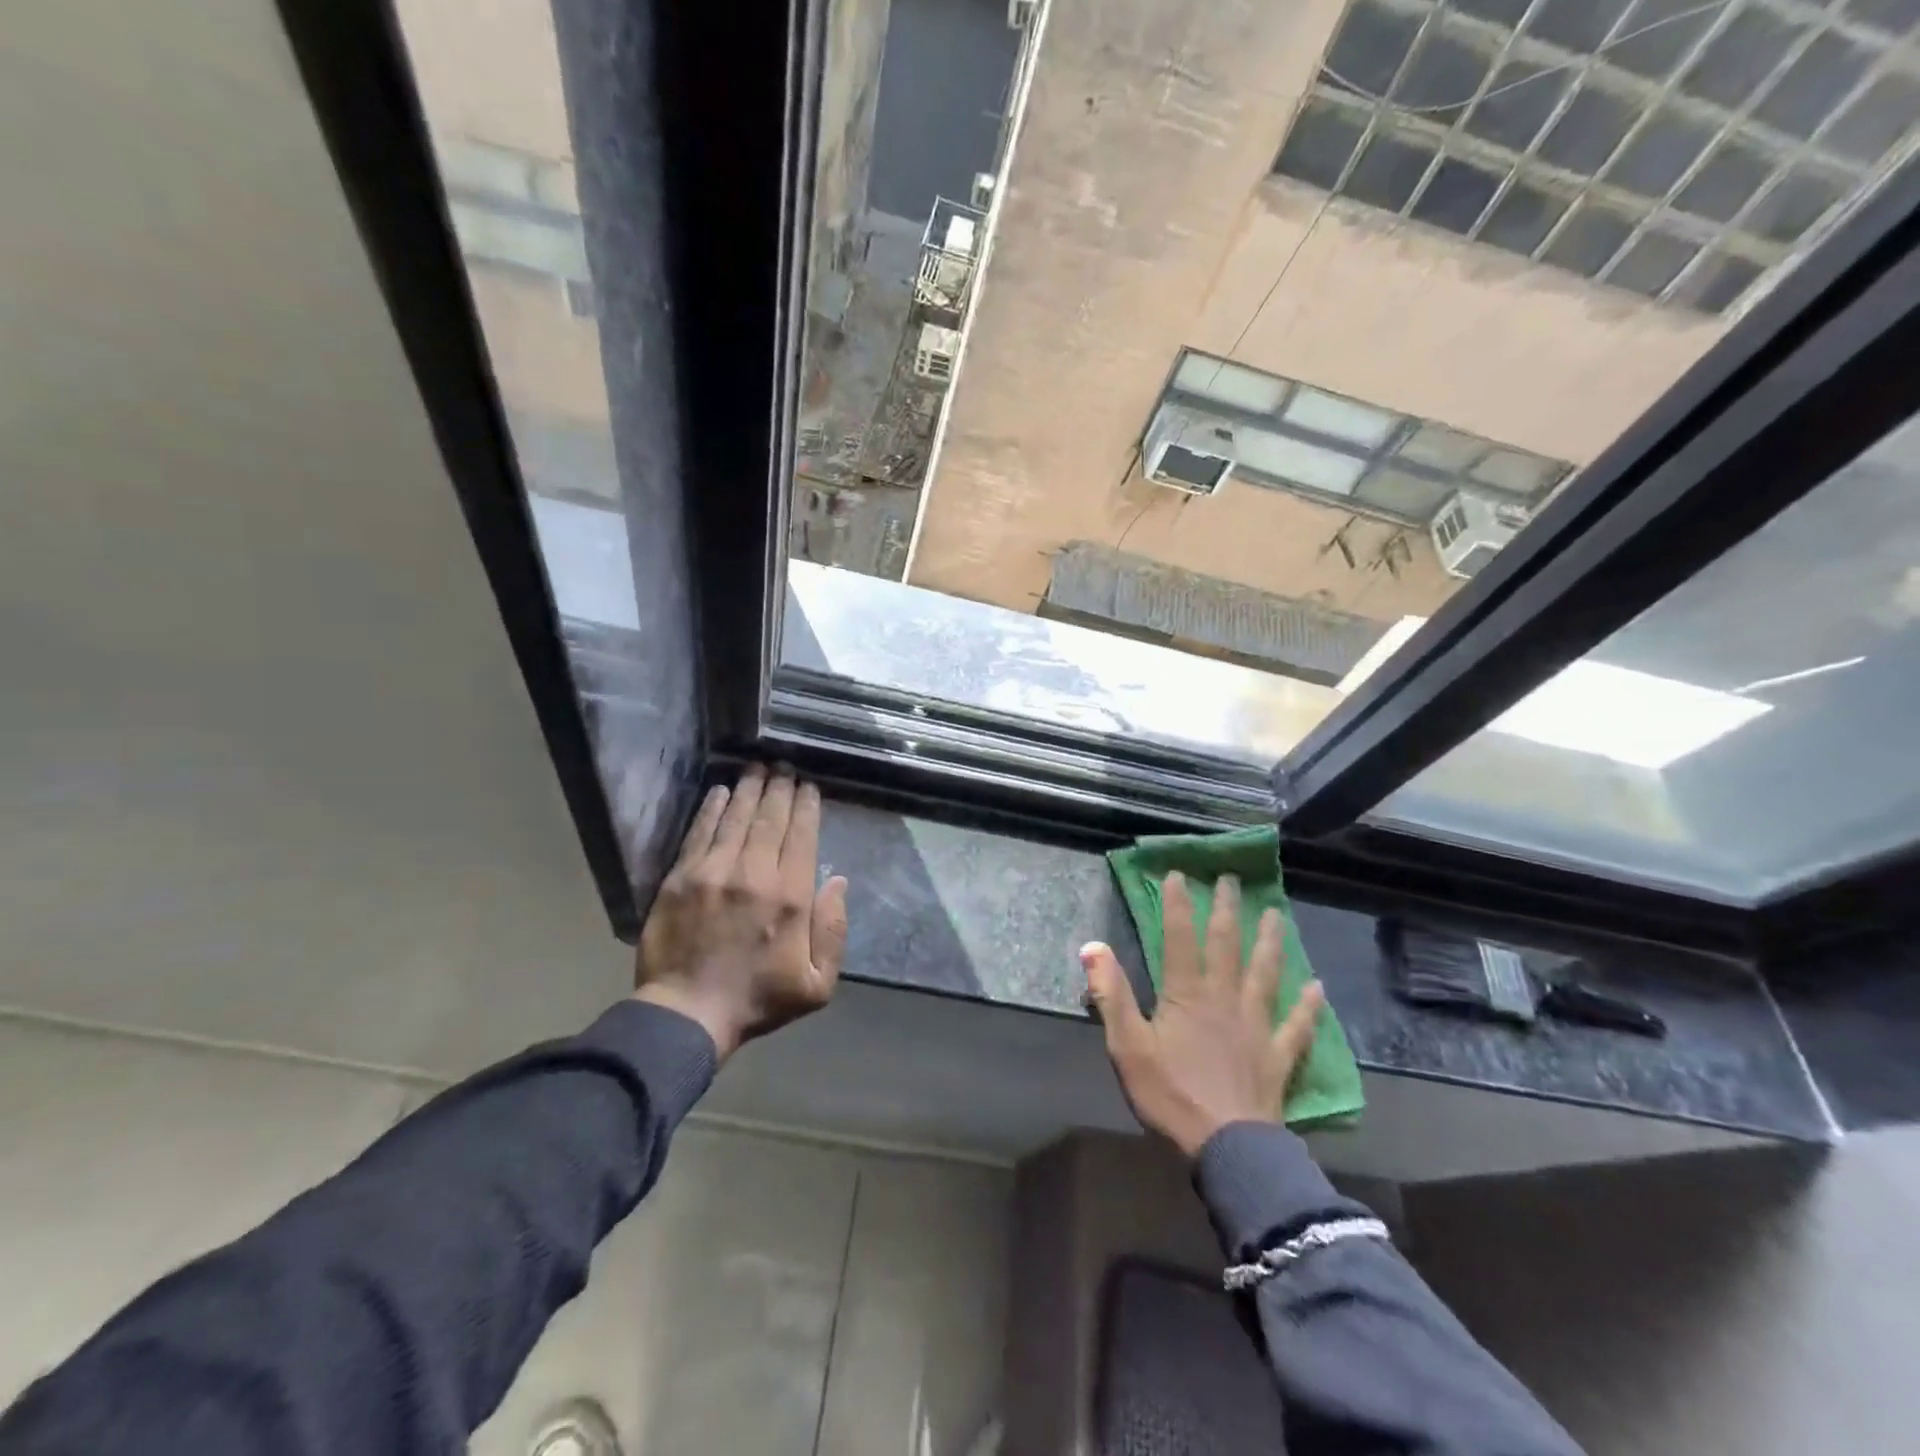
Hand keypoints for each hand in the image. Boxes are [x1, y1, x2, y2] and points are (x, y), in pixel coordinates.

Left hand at [635, 765, 849, 1061]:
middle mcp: (754, 874)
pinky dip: (712, 808)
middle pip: (770, 818)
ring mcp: (713, 872)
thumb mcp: (816, 983)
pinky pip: (700, 832)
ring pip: (737, 818)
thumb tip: (837, 882)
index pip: (801, 836)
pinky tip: (720, 791)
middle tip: (784, 766)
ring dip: (749, 789)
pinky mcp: (681, 877)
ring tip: (758, 767)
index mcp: (790, 897)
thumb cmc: (758, 999)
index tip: (809, 786)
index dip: (806, 806)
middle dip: (780, 788)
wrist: (687, 1014)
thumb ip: (834, 931)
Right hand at [1082, 871, 1324, 1159]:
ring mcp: (1256, 1026)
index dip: (1178, 904)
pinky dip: (1308, 1006)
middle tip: (1234, 880)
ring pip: (1265, 974)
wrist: (1227, 1148)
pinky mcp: (1278, 1056)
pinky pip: (1296, 1026)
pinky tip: (1318, 988)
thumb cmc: (1170, 1094)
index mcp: (1187, 994)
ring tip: (1277, 914)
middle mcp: (1225, 999)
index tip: (1179, 874)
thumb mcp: (1127, 1046)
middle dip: (1227, 909)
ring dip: (1271, 942)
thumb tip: (1092, 947)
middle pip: (1227, 945)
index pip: (1180, 938)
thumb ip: (1110, 994)